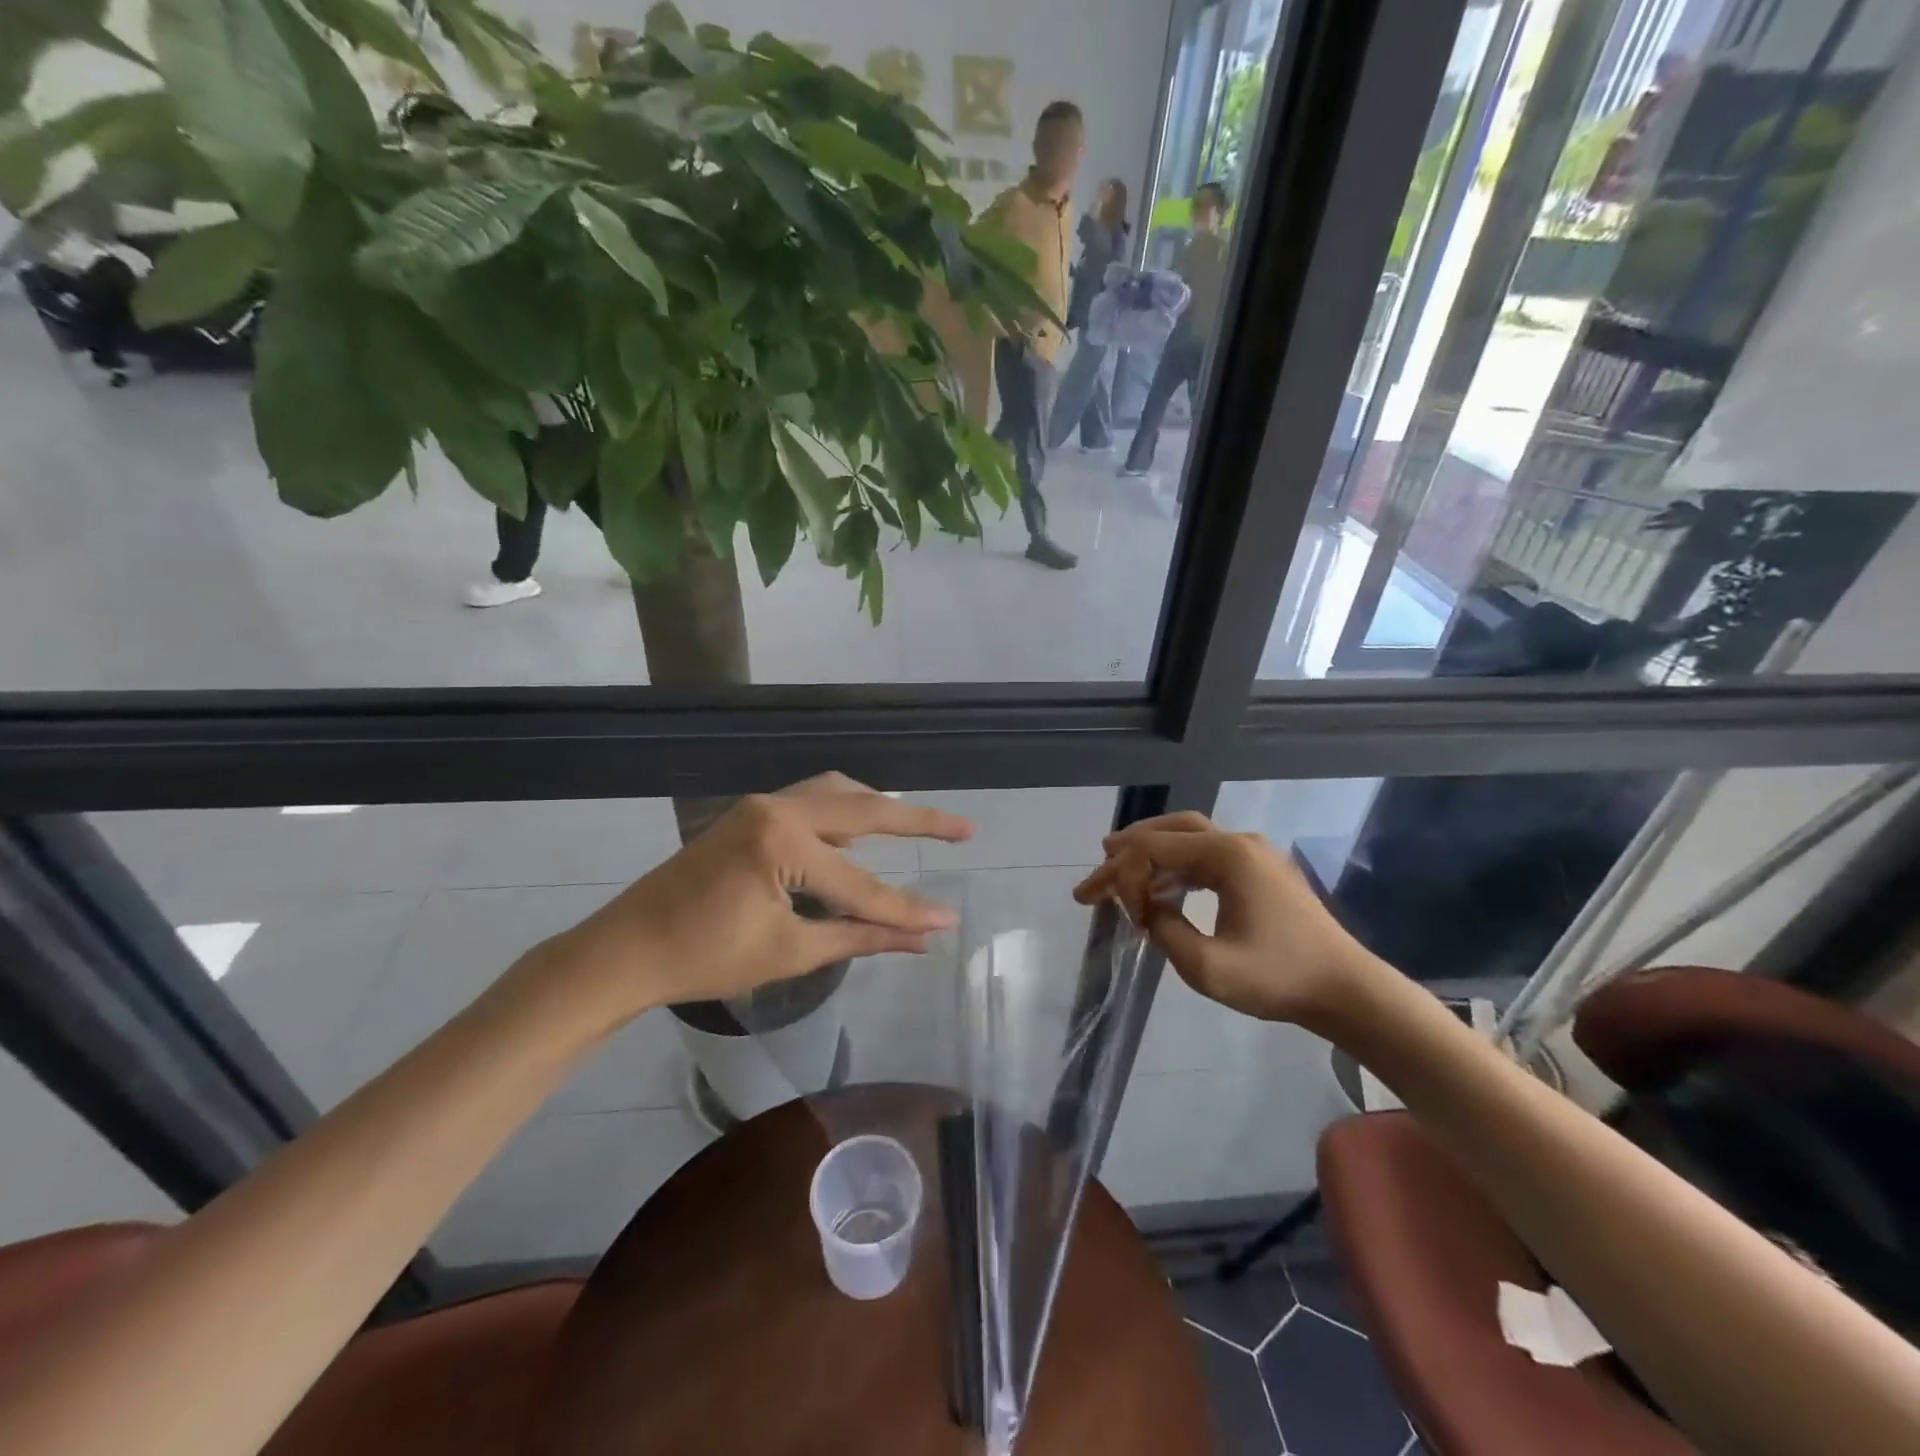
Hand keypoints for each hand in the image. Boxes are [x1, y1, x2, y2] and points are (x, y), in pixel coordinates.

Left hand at [526, 775, 971, 1036]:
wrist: (626, 949)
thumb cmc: (704, 958)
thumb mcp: (790, 951)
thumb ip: (860, 938)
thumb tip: (923, 939)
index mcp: (783, 842)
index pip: (861, 884)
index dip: (907, 909)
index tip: (949, 920)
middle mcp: (776, 808)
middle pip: (863, 811)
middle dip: (917, 821)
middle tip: (964, 827)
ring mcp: (761, 805)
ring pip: (837, 794)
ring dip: (879, 809)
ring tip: (918, 823)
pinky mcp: (751, 814)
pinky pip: (812, 801)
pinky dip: (845, 812)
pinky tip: (861, 833)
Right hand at [1073, 812, 1377, 1027]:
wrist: (1347, 991)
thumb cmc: (1279, 978)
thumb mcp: (1207, 967)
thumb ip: (1164, 931)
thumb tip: (1148, 910)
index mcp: (1227, 856)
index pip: (1155, 848)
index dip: (1125, 876)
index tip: (1122, 916)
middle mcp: (1238, 843)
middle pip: (1169, 830)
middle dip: (1129, 849)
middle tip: (1098, 867)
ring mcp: (1253, 854)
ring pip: (1188, 839)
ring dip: (1152, 854)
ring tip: (1118, 871)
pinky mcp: (1260, 871)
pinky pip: (1206, 856)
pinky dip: (1176, 866)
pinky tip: (1162, 888)